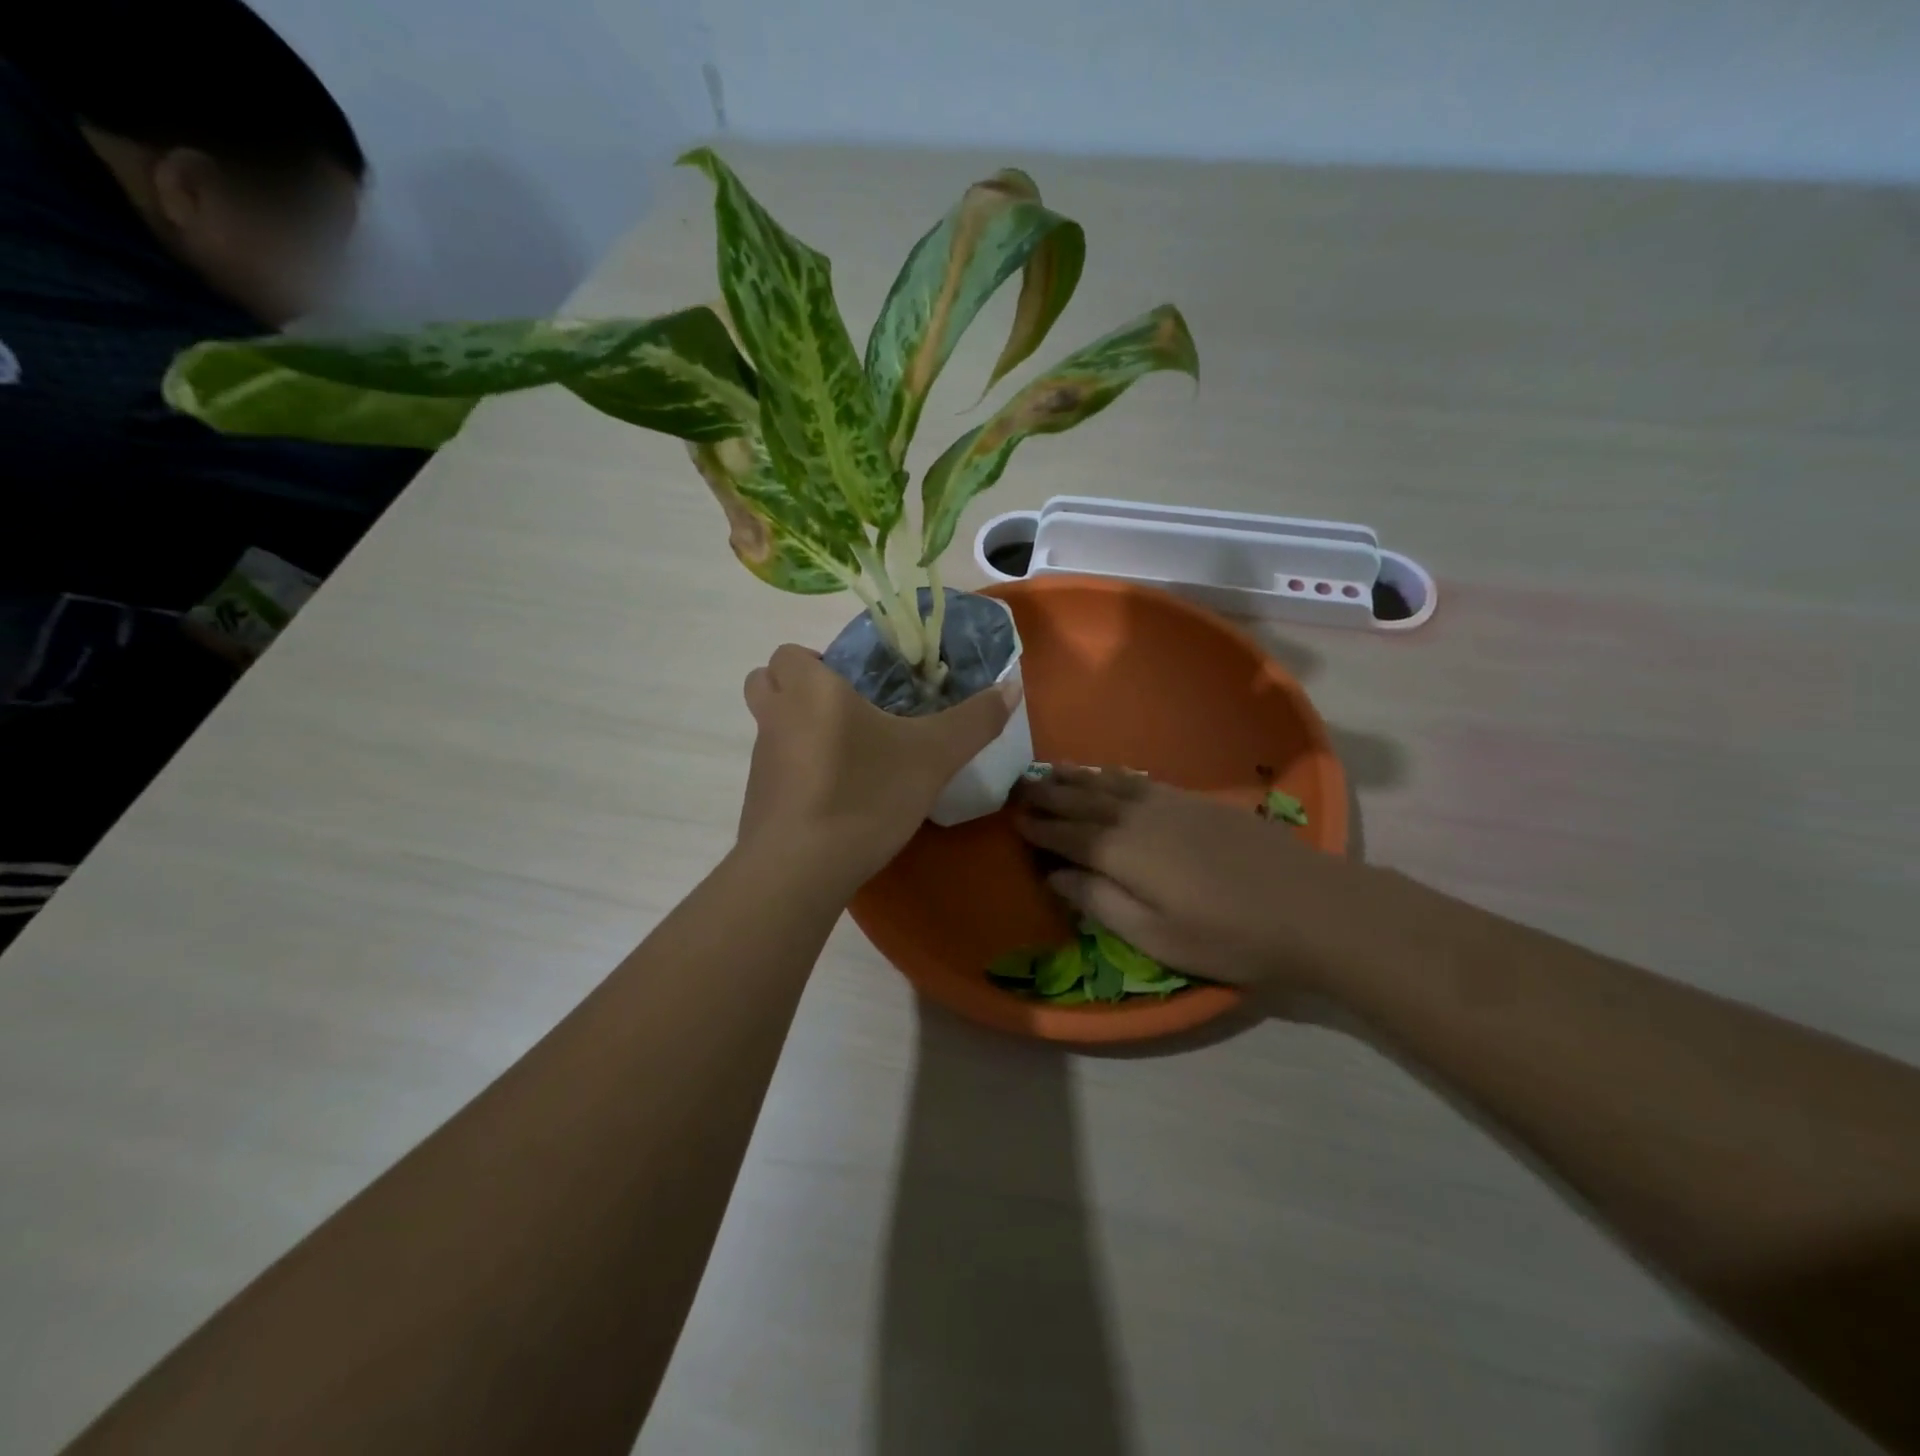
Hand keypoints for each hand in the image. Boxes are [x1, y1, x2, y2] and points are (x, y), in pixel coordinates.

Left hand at [738, 644, 1019, 883]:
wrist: (801, 869)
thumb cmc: (865, 793)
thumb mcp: (933, 757)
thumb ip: (974, 720)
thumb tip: (1012, 686)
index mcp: (810, 690)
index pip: (790, 653)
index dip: (817, 661)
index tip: (856, 685)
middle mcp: (775, 717)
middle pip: (767, 683)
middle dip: (798, 689)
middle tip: (847, 711)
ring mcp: (761, 762)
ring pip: (772, 728)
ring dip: (799, 731)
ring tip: (850, 757)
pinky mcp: (758, 802)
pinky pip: (775, 771)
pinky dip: (798, 774)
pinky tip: (836, 799)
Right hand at [1014, 766, 1384, 992]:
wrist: (1309, 905)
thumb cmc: (1227, 935)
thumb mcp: (1154, 935)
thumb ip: (1098, 901)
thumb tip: (1054, 874)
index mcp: (1121, 851)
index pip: (1066, 832)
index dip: (1038, 825)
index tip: (1013, 817)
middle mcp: (1137, 817)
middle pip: (1082, 800)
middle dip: (1048, 793)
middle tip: (1019, 785)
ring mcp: (1168, 803)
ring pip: (1108, 784)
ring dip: (1075, 777)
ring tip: (1049, 770)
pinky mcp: (1194, 800)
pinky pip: (1138, 780)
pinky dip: (1111, 774)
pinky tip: (1105, 774)